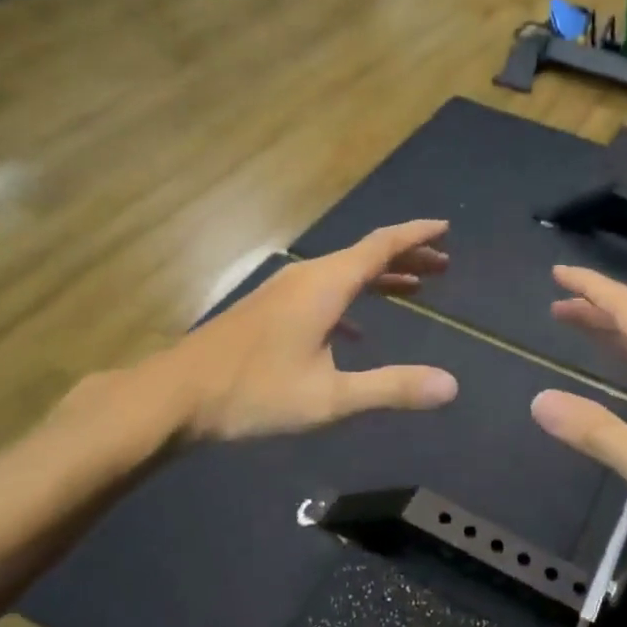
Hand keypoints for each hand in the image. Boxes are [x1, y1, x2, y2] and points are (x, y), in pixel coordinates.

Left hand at [168, 220, 458, 442]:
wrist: (175, 396)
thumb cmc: (254, 393)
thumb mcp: (329, 397)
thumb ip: (391, 388)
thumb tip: (451, 386)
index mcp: (325, 285)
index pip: (381, 245)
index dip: (416, 235)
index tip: (446, 228)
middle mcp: (306, 278)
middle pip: (364, 255)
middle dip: (406, 257)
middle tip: (443, 265)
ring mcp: (283, 292)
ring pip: (342, 274)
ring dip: (379, 278)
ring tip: (415, 289)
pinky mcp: (268, 310)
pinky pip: (322, 293)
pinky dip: (351, 302)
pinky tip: (357, 331)